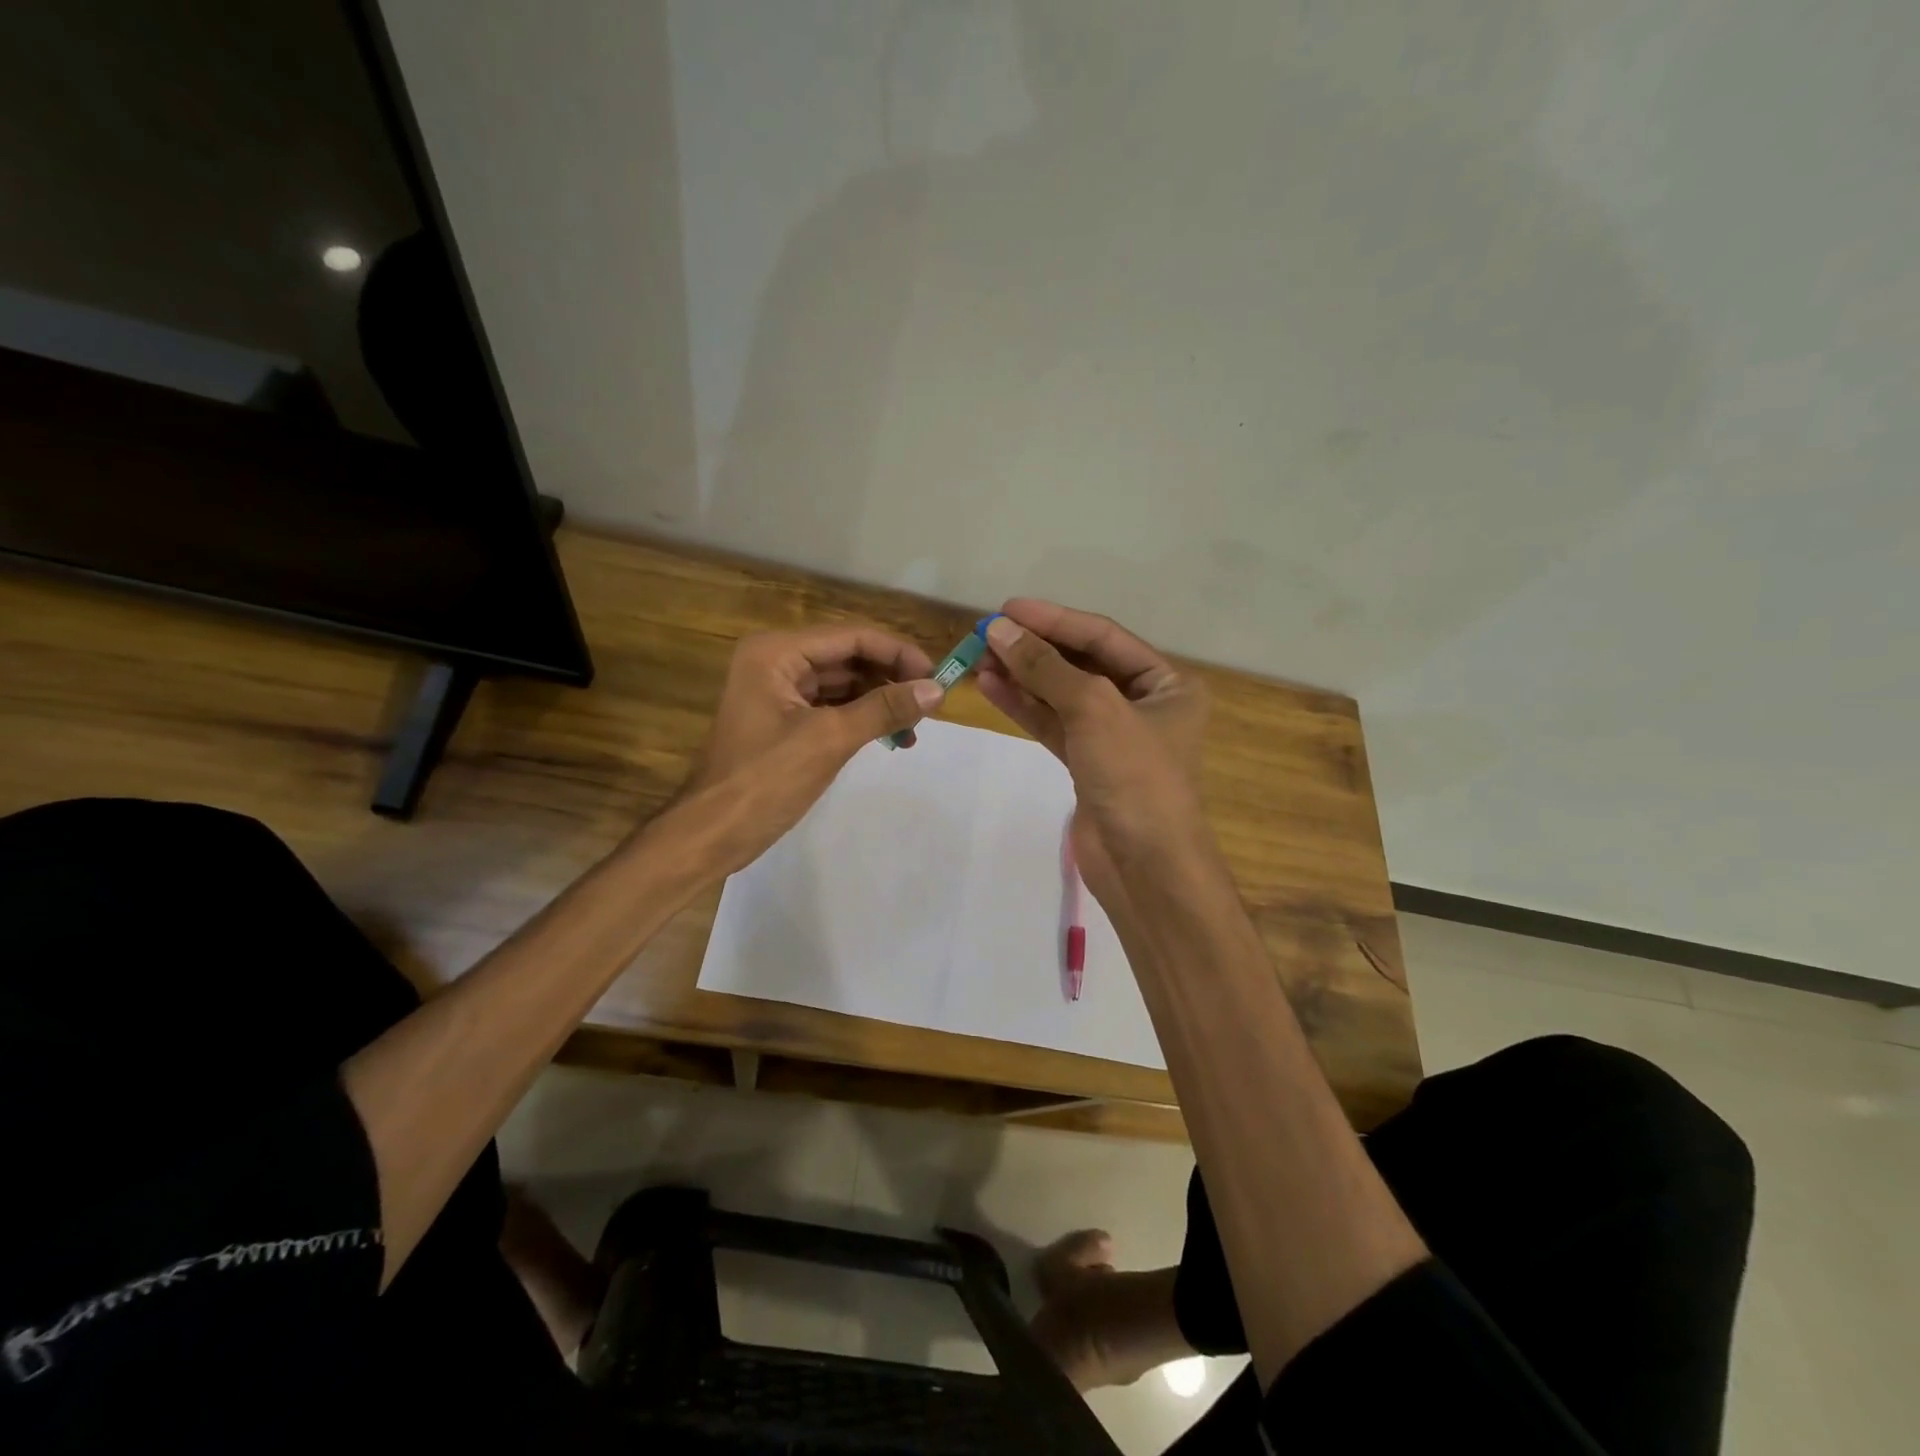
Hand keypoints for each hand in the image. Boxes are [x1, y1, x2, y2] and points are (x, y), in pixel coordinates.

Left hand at [683, 625, 941, 871]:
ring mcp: (779, 691)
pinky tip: (892, 738)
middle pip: (849, 657)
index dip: (899, 654)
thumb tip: (937, 690)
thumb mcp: (829, 739)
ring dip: (881, 701)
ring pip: (844, 684)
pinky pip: (833, 708)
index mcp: (777, 652)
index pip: (852, 637)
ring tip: (915, 729)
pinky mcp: (785, 720)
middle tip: (931, 706)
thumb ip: (884, 709)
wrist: (711, 834)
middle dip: (891, 679)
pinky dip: (863, 719)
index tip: (937, 679)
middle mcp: (777, 661)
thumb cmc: (764, 780)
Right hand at [974, 601, 1207, 889]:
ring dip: (1023, 676)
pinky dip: (1024, 706)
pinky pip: (1052, 724)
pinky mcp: (1087, 763)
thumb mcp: (1094, 709)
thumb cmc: (1135, 776)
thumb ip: (1046, 668)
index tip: (1008, 609)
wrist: (1144, 866)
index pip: (1103, 637)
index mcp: (1167, 683)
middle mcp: (1143, 704)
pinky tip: (992, 687)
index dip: (1055, 619)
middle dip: (1035, 649)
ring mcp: (1113, 736)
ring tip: (979, 658)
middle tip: (987, 633)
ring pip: (1061, 695)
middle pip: (1081, 663)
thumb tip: (1000, 630)